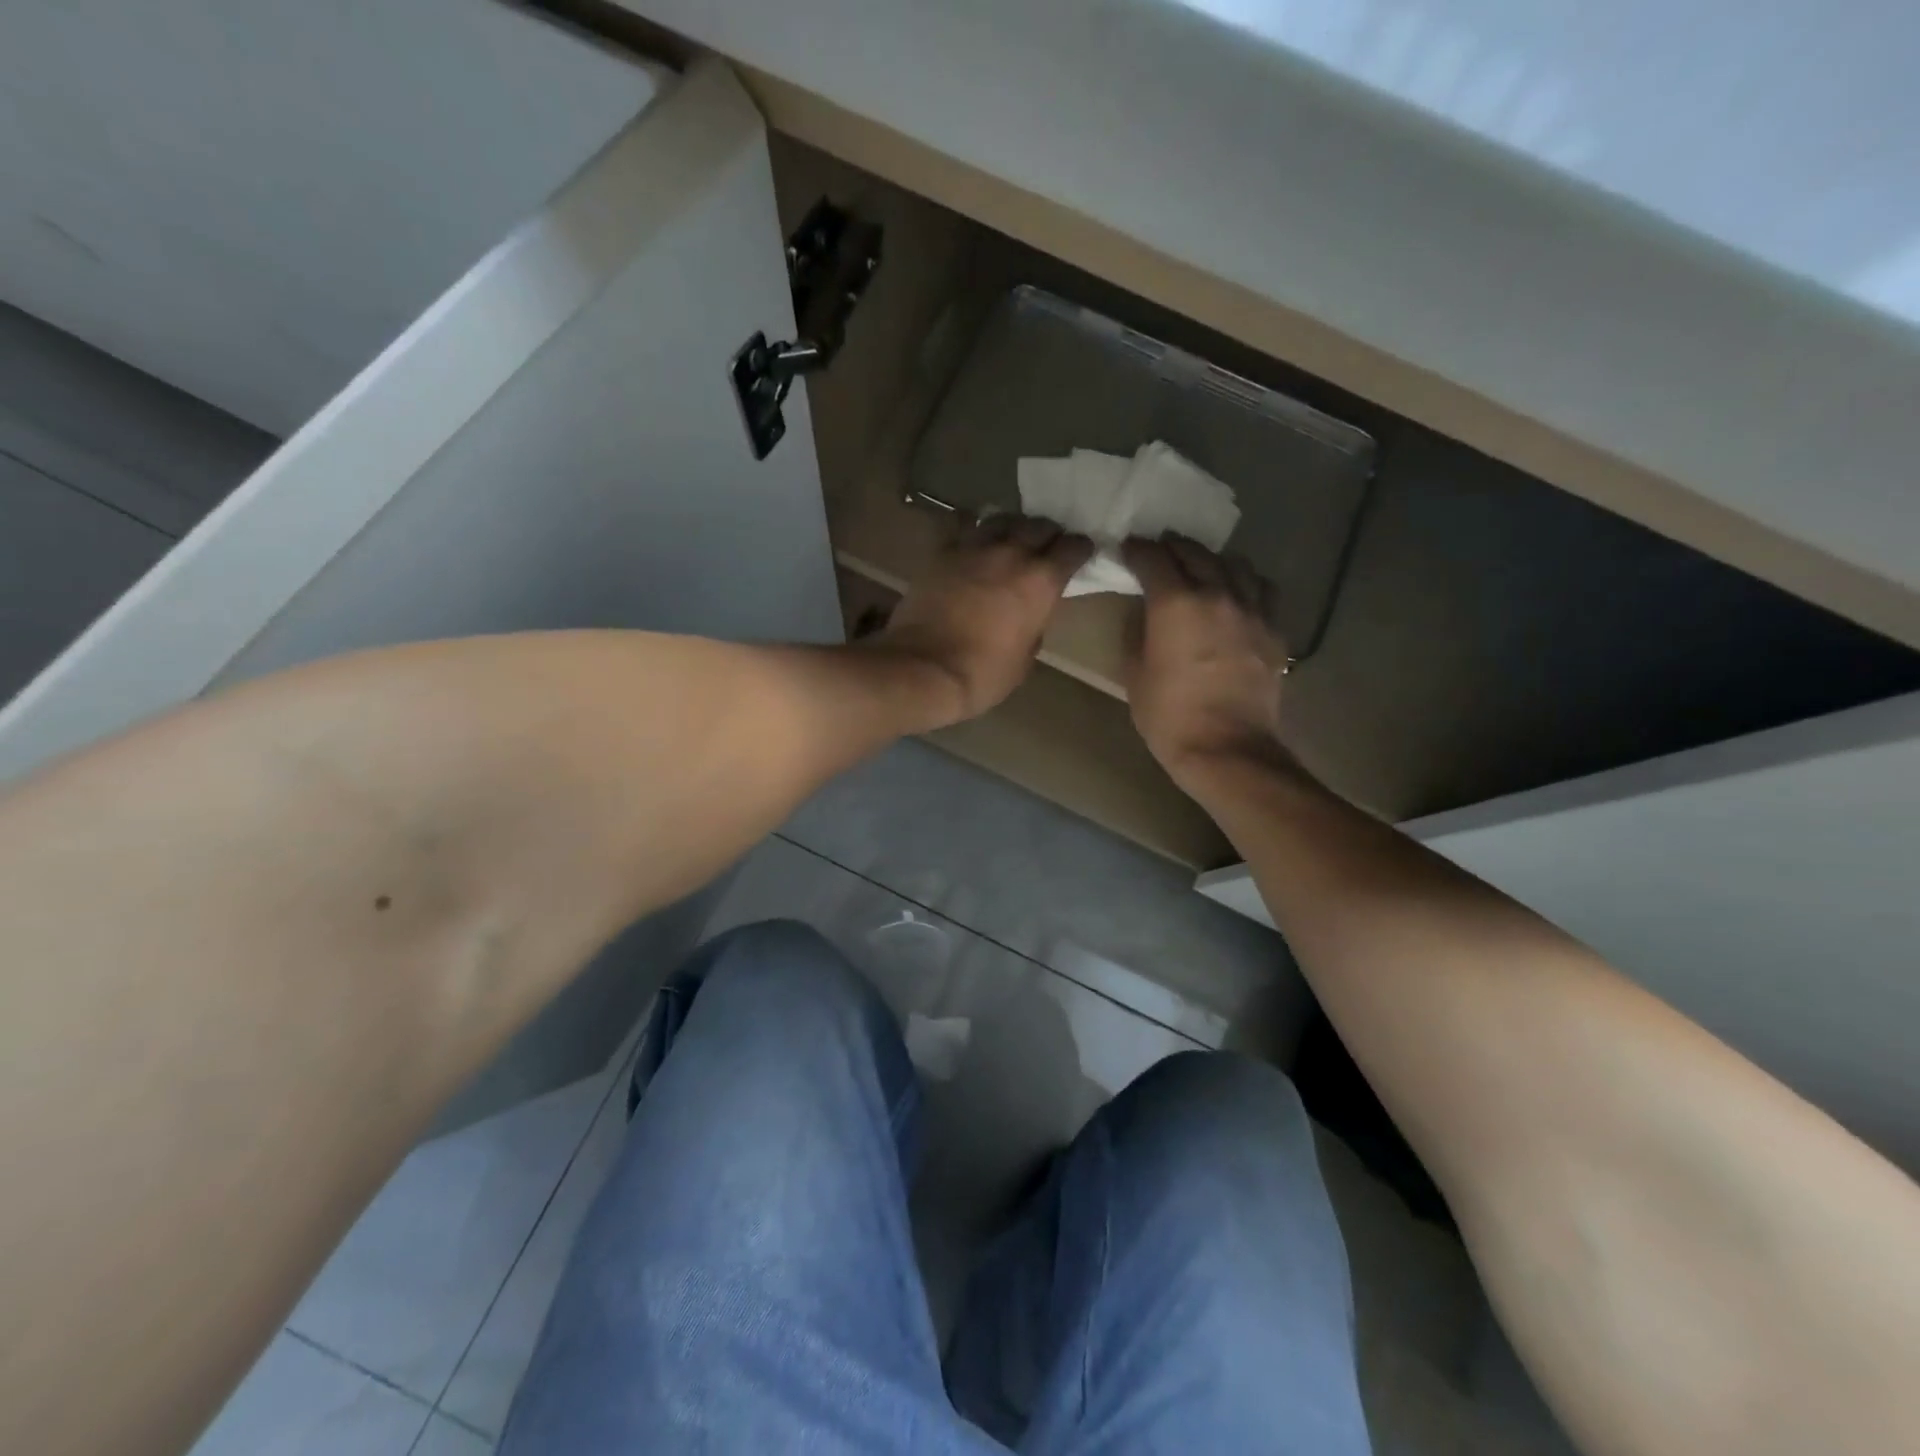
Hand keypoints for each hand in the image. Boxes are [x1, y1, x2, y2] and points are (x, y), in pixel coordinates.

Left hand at [872, 515, 1091, 727]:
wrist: (924, 669)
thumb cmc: (982, 674)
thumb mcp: (1024, 660)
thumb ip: (1034, 629)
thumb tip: (1029, 617)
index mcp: (1041, 582)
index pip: (1073, 549)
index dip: (1079, 550)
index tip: (1079, 554)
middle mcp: (1012, 554)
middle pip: (1039, 525)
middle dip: (1047, 534)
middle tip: (1046, 545)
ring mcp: (974, 548)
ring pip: (1002, 519)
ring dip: (1012, 526)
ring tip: (1011, 537)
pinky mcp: (942, 552)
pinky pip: (959, 525)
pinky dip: (969, 525)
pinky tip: (970, 532)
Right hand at [1123, 536, 1289, 783]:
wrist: (1227, 748)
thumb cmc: (1169, 715)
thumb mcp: (1134, 674)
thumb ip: (1136, 632)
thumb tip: (1143, 612)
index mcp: (1175, 603)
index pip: (1153, 558)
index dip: (1137, 549)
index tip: (1128, 549)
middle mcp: (1217, 594)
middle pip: (1195, 553)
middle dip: (1172, 547)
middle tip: (1158, 550)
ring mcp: (1251, 610)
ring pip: (1234, 564)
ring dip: (1212, 559)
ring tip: (1201, 566)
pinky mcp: (1273, 630)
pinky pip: (1261, 590)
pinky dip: (1244, 583)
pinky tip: (1237, 594)